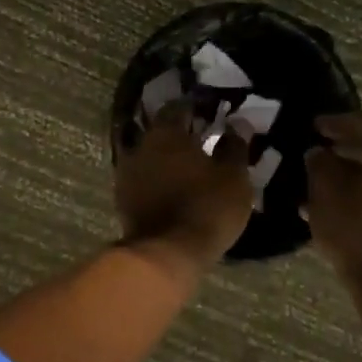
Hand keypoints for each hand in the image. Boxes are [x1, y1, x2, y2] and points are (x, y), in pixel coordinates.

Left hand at [115, 102, 254, 272]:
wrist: (167, 254)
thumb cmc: (206, 207)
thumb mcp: (233, 176)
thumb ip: (235, 146)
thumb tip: (238, 124)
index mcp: (166, 132)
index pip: (179, 107)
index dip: (196, 108)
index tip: (212, 113)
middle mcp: (141, 145)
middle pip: (161, 130)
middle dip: (180, 132)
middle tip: (202, 139)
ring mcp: (127, 173)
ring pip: (150, 154)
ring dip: (166, 156)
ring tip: (188, 165)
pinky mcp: (123, 199)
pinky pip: (143, 178)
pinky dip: (157, 177)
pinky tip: (172, 186)